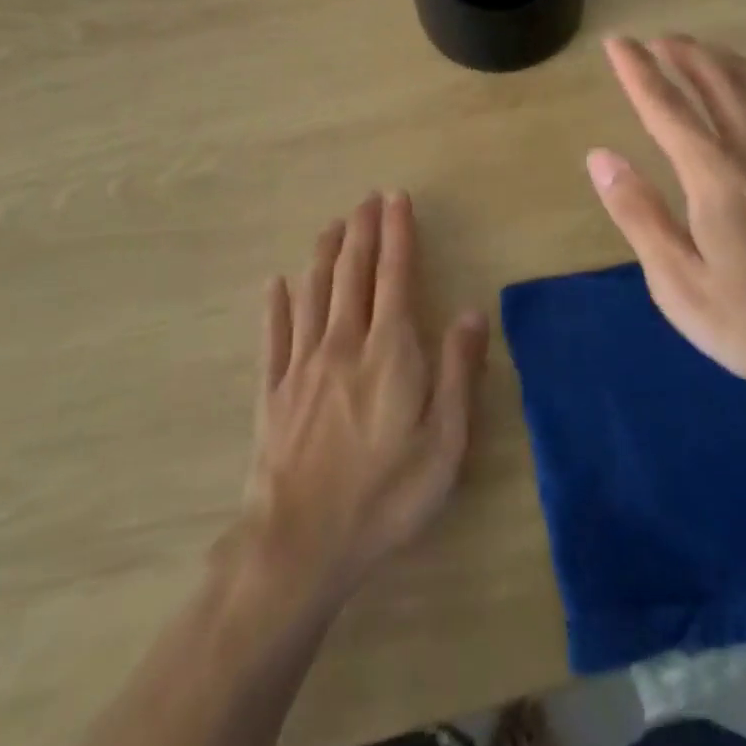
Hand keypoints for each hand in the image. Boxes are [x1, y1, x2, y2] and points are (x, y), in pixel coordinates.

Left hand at [240, 192, 489, 605]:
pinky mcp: (273, 391)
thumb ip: (457, 371)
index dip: (397, 233)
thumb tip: (472, 311)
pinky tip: (275, 284)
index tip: (396, 199)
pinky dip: (276, 305)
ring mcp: (302, 365)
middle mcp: (343, 343)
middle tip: (366, 199)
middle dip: (362, 231)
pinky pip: (274, 336)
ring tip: (332, 225)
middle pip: (352, 273)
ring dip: (323, 254)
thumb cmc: (385, 495)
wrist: (300, 546)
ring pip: (313, 293)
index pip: (394, 275)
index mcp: (388, 351)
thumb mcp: (444, 443)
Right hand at [586, 36, 745, 401]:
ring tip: (695, 48)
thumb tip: (601, 156)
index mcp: (717, 178)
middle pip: (716, 83)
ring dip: (718, 60)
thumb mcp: (680, 283)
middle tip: (655, 39)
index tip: (617, 43)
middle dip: (682, 54)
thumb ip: (639, 214)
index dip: (638, 71)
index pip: (668, 108)